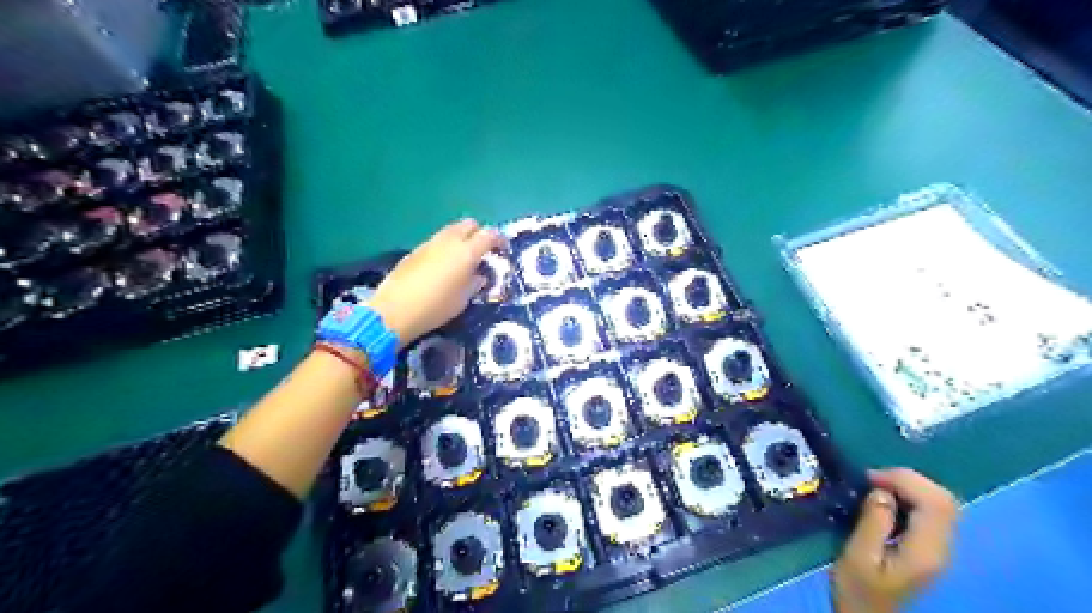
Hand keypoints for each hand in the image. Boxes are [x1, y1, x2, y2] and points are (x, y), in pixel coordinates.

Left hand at [365, 217, 502, 344]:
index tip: (502, 250)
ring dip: (460, 239)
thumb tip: (478, 275)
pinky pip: (436, 242)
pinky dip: (444, 248)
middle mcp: (449, 241)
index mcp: (467, 252)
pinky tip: (441, 267)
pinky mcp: (415, 250)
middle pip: (469, 224)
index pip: (489, 235)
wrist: (395, 310)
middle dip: (479, 234)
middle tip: (482, 252)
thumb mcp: (463, 299)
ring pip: (451, 230)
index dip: (499, 240)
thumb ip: (474, 283)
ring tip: (462, 259)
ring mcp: (429, 243)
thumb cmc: (437, 307)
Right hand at [837, 470, 956, 611]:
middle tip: (873, 479)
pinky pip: (932, 512)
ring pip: (941, 503)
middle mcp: (942, 548)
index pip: (935, 502)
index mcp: (926, 551)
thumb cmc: (858, 589)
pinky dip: (911, 497)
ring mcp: (940, 549)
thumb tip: (881, 492)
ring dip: (911, 486)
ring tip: (877, 486)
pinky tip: (888, 501)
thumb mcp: (857, 556)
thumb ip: (872, 522)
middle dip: (909, 479)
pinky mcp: (931, 548)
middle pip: (945, 500)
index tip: (870, 478)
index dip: (905, 480)